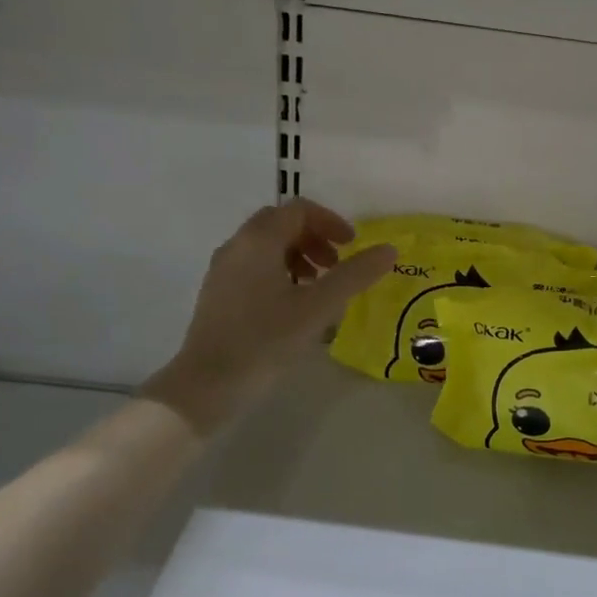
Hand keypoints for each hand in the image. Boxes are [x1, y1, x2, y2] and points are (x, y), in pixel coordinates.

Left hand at [141, 199, 395, 433]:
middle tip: (335, 266)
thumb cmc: (265, 340)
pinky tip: (292, 307)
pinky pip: (253, 267)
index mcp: (259, 240)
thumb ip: (355, 275)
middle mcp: (236, 246)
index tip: (351, 247)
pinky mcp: (217, 294)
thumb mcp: (318, 307)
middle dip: (314, 238)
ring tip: (317, 288)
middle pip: (280, 223)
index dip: (330, 222)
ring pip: (265, 246)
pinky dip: (279, 272)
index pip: (299, 210)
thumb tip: (389, 249)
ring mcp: (222, 270)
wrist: (207, 385)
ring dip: (297, 255)